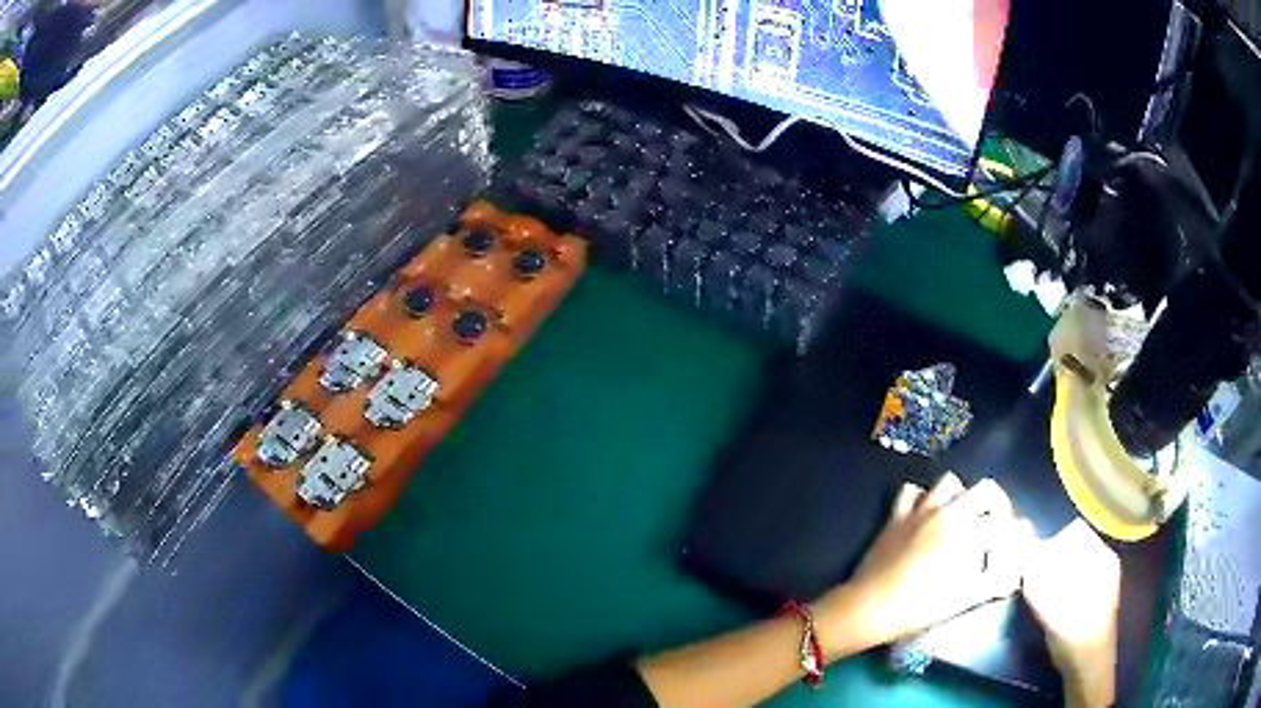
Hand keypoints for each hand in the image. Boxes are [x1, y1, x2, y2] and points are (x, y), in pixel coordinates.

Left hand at [813, 473, 1030, 653]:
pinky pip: (912, 492)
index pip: (1004, 520)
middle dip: (997, 504)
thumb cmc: (919, 608)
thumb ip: (992, 583)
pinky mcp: (896, 515)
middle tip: (995, 525)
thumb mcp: (961, 600)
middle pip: (985, 489)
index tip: (1014, 543)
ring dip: (962, 496)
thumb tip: (1015, 575)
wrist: (869, 607)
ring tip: (963, 518)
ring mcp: (920, 510)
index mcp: (968, 533)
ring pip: (950, 483)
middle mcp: (948, 512)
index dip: (1014, 531)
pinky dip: (923, 498)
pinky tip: (925, 515)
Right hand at [1023, 519, 1119, 707]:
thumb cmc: (1075, 637)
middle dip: (1050, 562)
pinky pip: (1073, 577)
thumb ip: (1035, 579)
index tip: (1033, 569)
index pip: (1073, 532)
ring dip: (1052, 576)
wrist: (1089, 670)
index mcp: (1101, 557)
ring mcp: (1101, 578)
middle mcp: (1104, 561)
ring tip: (1042, 599)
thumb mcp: (1052, 608)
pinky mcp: (1094, 595)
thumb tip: (1020, 549)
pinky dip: (1059, 586)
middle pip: (1071, 546)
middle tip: (1035, 585)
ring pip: (1071, 563)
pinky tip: (1052, 607)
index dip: (1050, 546)